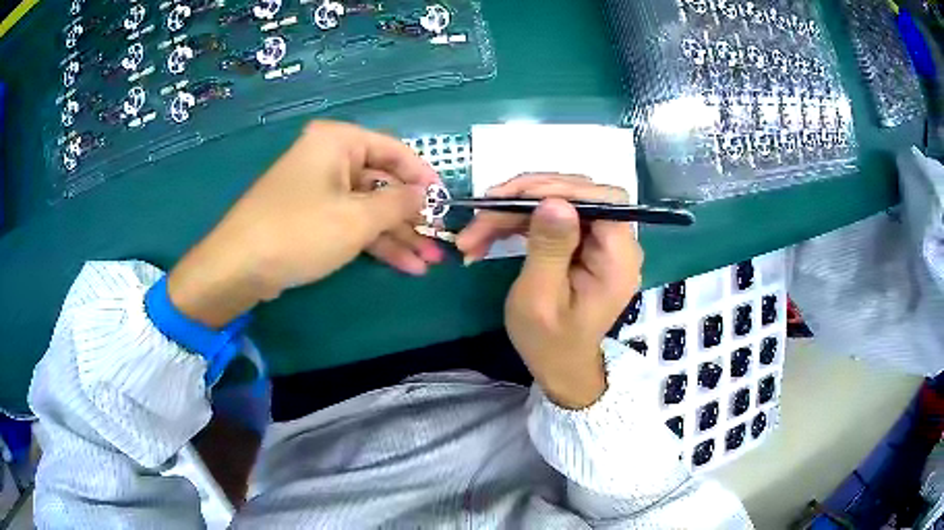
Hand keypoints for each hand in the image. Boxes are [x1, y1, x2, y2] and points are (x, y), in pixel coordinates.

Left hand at [167, 121, 442, 327]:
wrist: (239, 267)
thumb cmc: (300, 231)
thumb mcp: (357, 218)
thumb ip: (399, 204)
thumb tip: (425, 195)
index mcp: (338, 142)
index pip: (395, 150)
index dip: (424, 177)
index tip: (447, 202)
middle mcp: (330, 158)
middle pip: (383, 183)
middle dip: (412, 217)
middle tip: (439, 242)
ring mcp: (320, 189)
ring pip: (369, 209)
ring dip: (398, 235)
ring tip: (429, 262)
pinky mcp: (312, 217)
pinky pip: (351, 223)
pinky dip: (375, 242)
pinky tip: (404, 264)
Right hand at [457, 174, 643, 408]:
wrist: (558, 364)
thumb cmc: (549, 341)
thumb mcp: (541, 298)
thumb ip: (549, 249)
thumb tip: (555, 202)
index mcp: (618, 259)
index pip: (603, 200)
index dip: (562, 188)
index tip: (515, 196)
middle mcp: (617, 243)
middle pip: (578, 194)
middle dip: (528, 196)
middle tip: (485, 210)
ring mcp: (600, 241)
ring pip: (560, 202)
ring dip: (515, 209)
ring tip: (476, 230)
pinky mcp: (583, 242)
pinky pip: (553, 216)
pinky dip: (520, 220)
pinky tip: (491, 232)